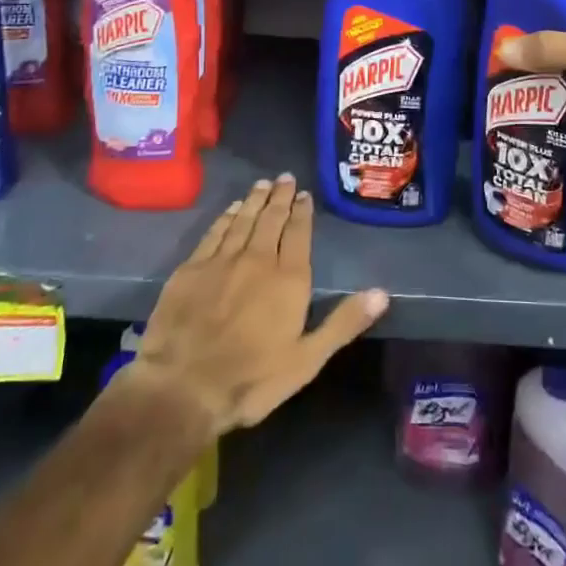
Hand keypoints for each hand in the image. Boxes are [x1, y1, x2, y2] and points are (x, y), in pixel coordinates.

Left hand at [128, 175, 387, 437]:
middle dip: (280, 197)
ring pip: (243, 220)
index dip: (302, 212)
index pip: (298, 233)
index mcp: (288, 279)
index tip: (304, 194)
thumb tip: (382, 293)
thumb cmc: (251, 380)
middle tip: (284, 178)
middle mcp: (257, 259)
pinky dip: (225, 217)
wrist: (182, 388)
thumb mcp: (307, 360)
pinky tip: (231, 210)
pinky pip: (214, 233)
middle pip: (271, 219)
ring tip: (262, 184)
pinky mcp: (191, 269)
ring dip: (254, 200)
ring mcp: (222, 261)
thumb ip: (343, 323)